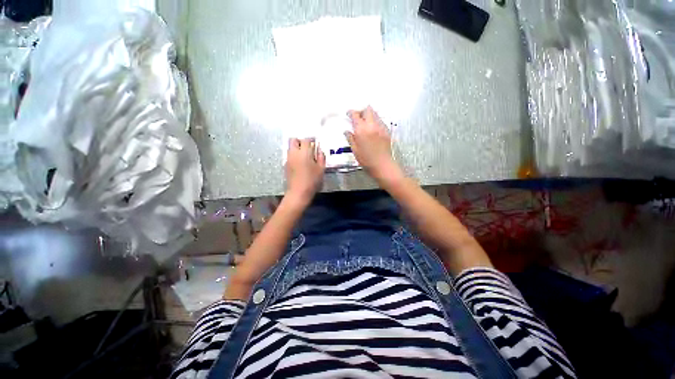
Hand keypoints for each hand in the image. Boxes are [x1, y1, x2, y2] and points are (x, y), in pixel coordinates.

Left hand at [285, 138, 325, 205]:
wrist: (299, 192)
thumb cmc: (312, 180)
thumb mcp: (321, 169)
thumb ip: (321, 157)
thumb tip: (319, 150)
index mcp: (304, 152)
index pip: (306, 140)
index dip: (311, 140)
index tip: (315, 144)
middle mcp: (294, 153)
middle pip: (293, 140)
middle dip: (300, 141)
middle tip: (308, 148)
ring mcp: (288, 159)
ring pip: (290, 147)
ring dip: (297, 148)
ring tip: (305, 156)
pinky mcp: (285, 165)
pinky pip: (289, 155)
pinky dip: (294, 155)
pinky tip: (300, 163)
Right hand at [345, 107, 403, 185]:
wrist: (382, 165)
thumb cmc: (366, 160)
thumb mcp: (355, 150)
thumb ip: (350, 138)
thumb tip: (347, 131)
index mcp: (361, 130)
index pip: (355, 115)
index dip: (351, 112)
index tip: (349, 114)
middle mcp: (371, 125)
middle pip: (367, 109)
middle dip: (362, 111)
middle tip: (358, 117)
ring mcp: (380, 127)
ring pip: (375, 114)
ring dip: (369, 115)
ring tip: (365, 123)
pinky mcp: (386, 131)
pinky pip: (380, 121)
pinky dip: (375, 121)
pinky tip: (372, 129)